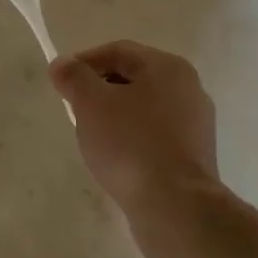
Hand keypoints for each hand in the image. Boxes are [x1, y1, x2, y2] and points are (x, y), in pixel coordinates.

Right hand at [49, 41, 219, 218]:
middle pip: (134, 77)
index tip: (61, 82)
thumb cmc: (130, 146)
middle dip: (100, 89)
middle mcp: (189, 88)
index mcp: (167, 67)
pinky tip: (118, 159)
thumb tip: (62, 64)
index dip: (84, 62)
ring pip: (145, 107)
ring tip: (93, 137)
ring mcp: (196, 123)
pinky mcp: (194, 154)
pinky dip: (133, 138)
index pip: (118, 51)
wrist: (175, 206)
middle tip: (74, 110)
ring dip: (116, 115)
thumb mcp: (91, 104)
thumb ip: (74, 77)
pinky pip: (156, 134)